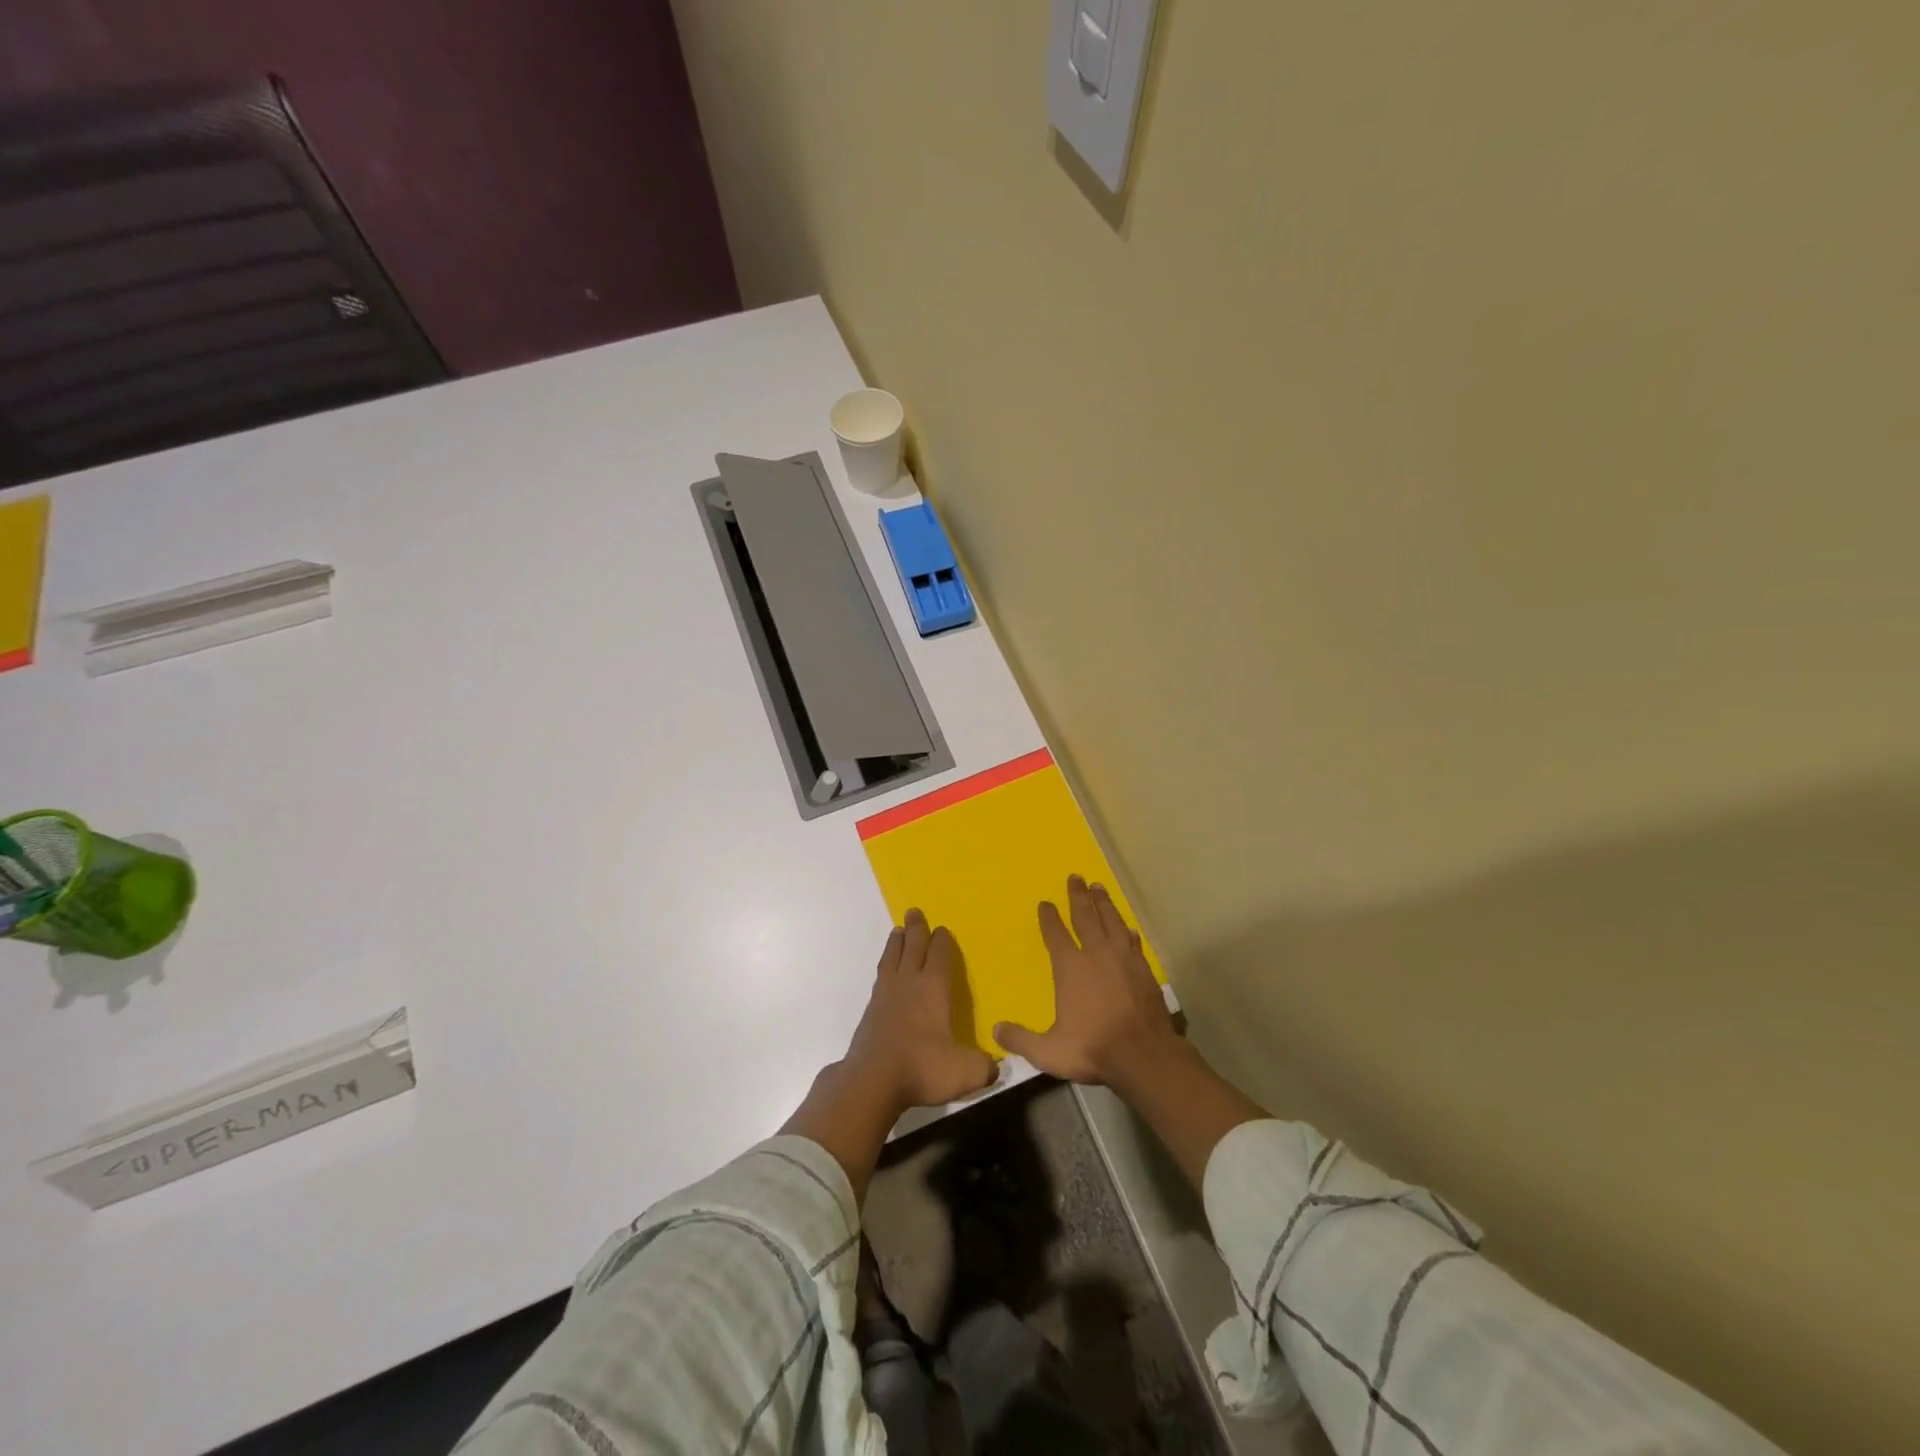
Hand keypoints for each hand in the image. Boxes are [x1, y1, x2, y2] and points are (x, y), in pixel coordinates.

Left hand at [843, 909, 996, 1112]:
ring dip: (896, 943)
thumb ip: (984, 1066)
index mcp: (933, 988)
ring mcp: (886, 995)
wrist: (872, 1081)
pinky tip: (886, 972)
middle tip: (913, 911)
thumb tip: (995, 1066)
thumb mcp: (965, 1071)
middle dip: (916, 929)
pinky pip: (880, 977)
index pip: (939, 955)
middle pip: (912, 947)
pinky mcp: (870, 1011)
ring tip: (897, 931)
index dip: (942, 941)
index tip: (942, 929)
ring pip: (892, 958)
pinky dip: (885, 966)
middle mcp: (908, 983)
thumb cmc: (923, 1068)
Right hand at [992, 876, 1179, 1085]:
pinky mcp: (1144, 969)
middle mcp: (1096, 954)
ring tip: (1098, 887)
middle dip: (1078, 896)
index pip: (1056, 934)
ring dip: (1104, 903)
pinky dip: (1126, 929)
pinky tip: (1126, 926)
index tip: (1045, 903)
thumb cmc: (1093, 1048)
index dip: (1049, 918)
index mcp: (1071, 967)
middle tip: (1075, 877)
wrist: (1144, 1055)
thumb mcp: (1048, 1051)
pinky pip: (1132, 940)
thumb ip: (1021, 1039)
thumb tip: (996, 1030)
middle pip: (1085, 917)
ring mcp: (1123, 959)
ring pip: (1111, 921)